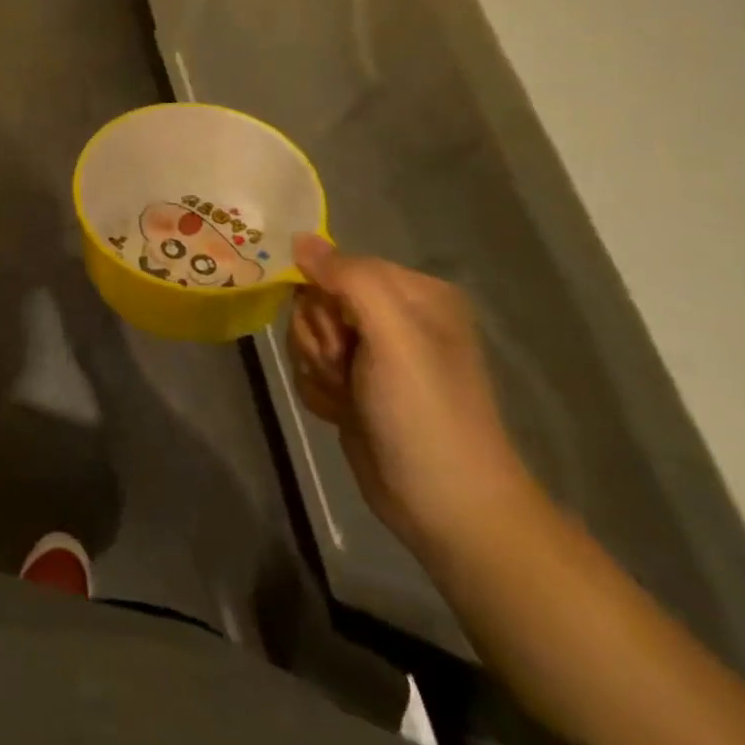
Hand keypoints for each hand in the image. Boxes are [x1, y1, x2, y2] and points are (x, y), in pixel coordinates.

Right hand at [287, 234, 535, 557]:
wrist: (446, 507)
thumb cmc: (425, 413)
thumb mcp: (394, 336)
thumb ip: (348, 278)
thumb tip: (299, 237)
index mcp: (414, 293)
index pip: (335, 265)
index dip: (325, 299)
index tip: (344, 337)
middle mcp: (394, 316)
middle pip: (314, 299)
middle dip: (319, 337)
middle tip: (347, 370)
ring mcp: (373, 353)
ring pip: (305, 333)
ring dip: (315, 366)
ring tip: (348, 397)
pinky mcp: (354, 385)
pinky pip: (307, 366)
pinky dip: (317, 389)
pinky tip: (341, 412)